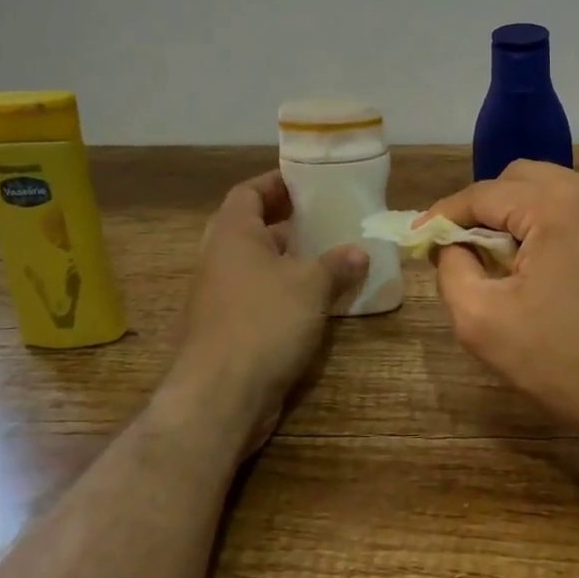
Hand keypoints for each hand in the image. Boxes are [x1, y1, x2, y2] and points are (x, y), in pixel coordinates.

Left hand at [165, 171, 367, 457]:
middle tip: (323, 219)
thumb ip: (337, 264)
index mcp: (232, 235)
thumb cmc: (265, 322)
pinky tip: (316, 301)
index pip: (248, 193)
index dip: (275, 183)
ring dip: (288, 260)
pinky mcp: (227, 329)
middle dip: (286, 222)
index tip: (306, 182)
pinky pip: (258, 296)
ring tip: (328, 257)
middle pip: (251, 228)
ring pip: (256, 266)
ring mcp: (219, 297)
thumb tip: (359, 252)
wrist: (221, 395)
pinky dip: (284, 292)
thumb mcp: (311, 286)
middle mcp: (220, 260)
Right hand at [427, 161, 578, 451]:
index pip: (482, 193)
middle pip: (518, 180)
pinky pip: (578, 209)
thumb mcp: (484, 323)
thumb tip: (450, 245)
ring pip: (550, 191)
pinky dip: (549, 225)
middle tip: (462, 252)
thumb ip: (452, 271)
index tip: (418, 239)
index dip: (443, 215)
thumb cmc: (569, 364)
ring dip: (517, 216)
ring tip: (502, 263)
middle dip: (482, 210)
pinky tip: (543, 268)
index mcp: (557, 204)